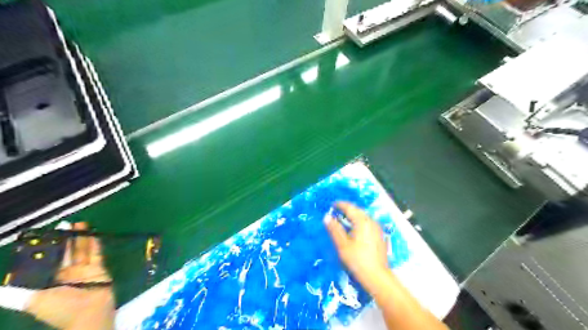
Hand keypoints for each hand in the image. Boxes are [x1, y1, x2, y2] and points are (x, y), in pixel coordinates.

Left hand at [24, 223, 115, 329]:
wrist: (89, 315)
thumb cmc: (60, 309)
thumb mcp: (33, 302)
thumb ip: (14, 295)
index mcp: (48, 281)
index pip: (45, 260)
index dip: (45, 248)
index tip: (46, 234)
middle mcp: (65, 273)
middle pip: (64, 252)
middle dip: (64, 239)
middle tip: (65, 224)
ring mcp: (83, 270)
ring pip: (80, 250)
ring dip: (80, 237)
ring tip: (80, 224)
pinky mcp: (98, 268)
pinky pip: (95, 253)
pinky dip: (94, 243)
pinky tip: (93, 233)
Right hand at [326, 202, 388, 289]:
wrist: (377, 276)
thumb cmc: (358, 260)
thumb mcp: (343, 245)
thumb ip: (334, 229)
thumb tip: (326, 217)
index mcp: (362, 221)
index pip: (350, 208)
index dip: (340, 205)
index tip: (331, 205)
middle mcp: (371, 221)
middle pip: (358, 210)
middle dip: (347, 209)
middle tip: (336, 211)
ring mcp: (377, 228)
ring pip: (363, 216)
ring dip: (353, 215)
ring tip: (343, 219)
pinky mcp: (379, 235)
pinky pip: (367, 223)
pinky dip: (359, 222)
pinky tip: (354, 229)